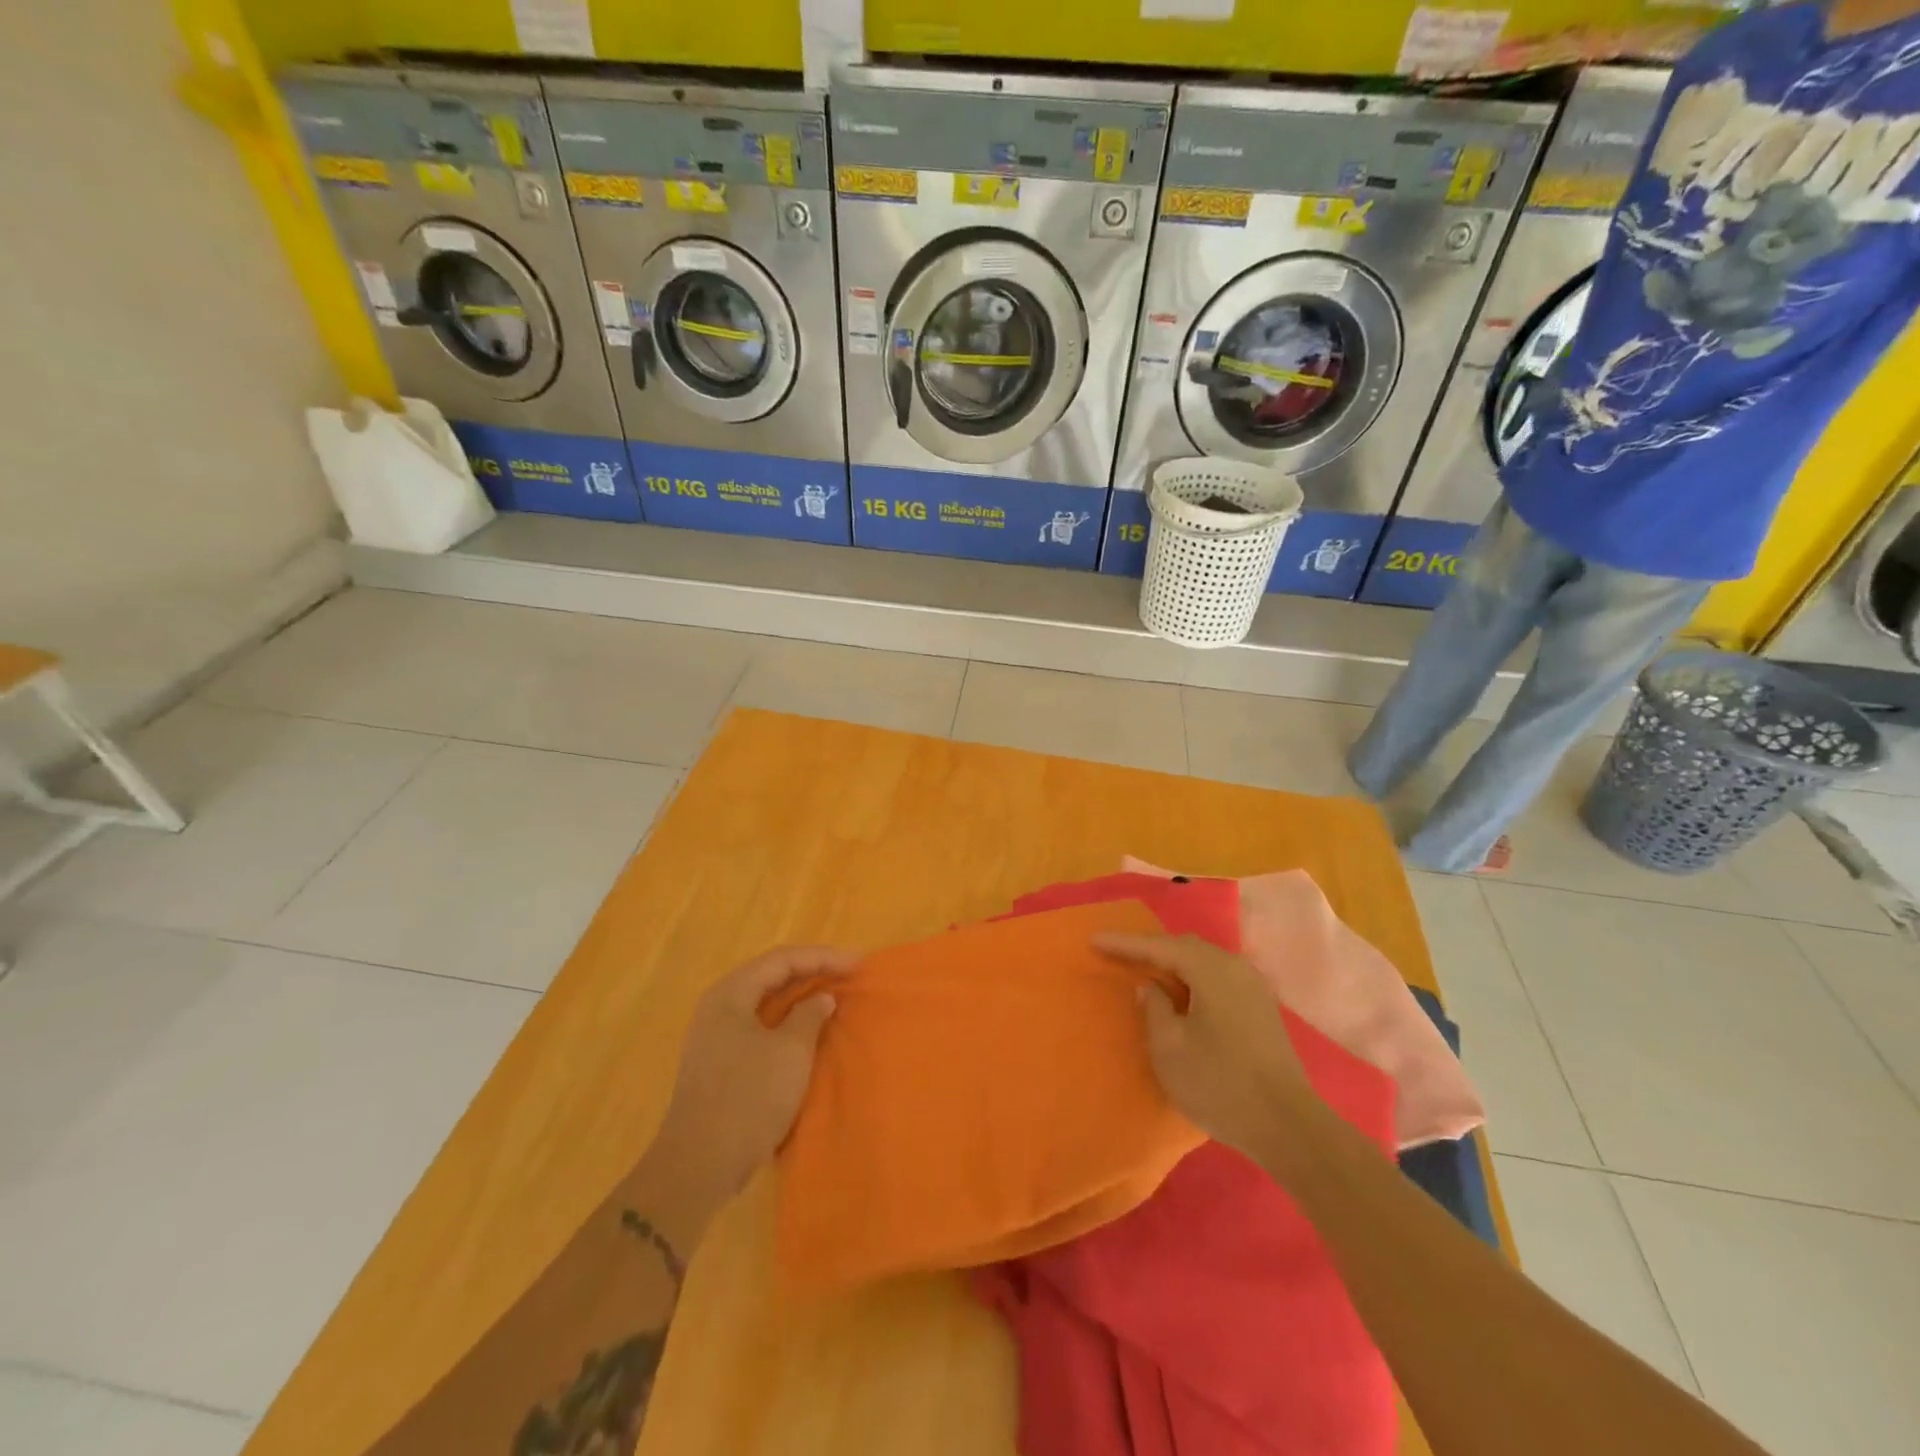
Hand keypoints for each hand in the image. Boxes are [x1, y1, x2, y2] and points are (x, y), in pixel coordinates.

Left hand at [647, 946, 855, 1202]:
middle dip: (812, 972)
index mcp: (731, 994)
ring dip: (800, 998)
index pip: (782, 960)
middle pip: (771, 976)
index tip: (858, 963)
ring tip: (833, 998)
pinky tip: (808, 1032)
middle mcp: (719, 1007)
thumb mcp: (790, 1052)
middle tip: (848, 975)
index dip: (823, 957)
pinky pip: (760, 1026)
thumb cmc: (748, 1098)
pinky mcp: (719, 1063)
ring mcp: (716, 1036)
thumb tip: (821, 998)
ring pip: (766, 1002)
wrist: (699, 1165)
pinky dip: (787, 1022)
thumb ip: (809, 1016)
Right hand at [1096, 932, 1311, 1160]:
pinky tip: (1182, 994)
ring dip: (1174, 964)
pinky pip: (1218, 977)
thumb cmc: (1220, 1084)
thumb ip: (1154, 1008)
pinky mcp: (1262, 1007)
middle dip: (1150, 949)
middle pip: (1184, 947)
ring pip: (1204, 961)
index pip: (1158, 947)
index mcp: (1210, 970)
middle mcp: (1234, 967)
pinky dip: (1194, 978)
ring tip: (1146, 972)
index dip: (1124, 944)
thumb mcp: (1169, 1048)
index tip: (1094, 940)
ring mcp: (1253, 986)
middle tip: (1118, 955)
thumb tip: (1151, 987)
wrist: (1288, 1126)